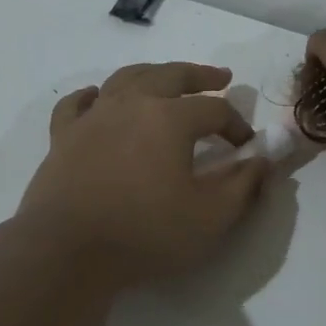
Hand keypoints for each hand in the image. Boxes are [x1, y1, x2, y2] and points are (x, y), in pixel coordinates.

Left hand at [17, 62, 270, 286]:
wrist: (67, 251)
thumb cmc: (145, 233)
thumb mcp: (211, 218)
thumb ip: (243, 185)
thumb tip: (263, 160)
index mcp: (169, 118)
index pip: (214, 109)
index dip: (237, 124)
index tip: (246, 147)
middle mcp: (130, 104)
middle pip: (171, 76)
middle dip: (200, 76)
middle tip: (219, 77)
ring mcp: (92, 118)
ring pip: (125, 79)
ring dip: (152, 74)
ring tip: (166, 78)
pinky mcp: (62, 137)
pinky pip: (77, 104)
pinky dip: (93, 95)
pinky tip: (98, 97)